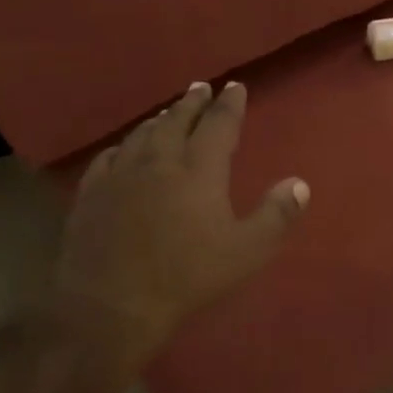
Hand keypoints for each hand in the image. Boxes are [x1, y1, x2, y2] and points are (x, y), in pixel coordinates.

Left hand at [39, 81, 306, 376]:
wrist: (109, 305)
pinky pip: (109, 157)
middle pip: (178, 120)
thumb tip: (300, 183)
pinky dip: (123, 146)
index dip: (229, 104)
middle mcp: (160, 161)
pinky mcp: (91, 194)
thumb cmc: (185, 277)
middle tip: (201, 88)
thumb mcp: (246, 252)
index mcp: (199, 169)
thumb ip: (276, 215)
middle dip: (193, 102)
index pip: (218, 124)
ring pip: (143, 134)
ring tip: (169, 112)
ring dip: (160, 119)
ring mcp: (121, 175)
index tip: (235, 87)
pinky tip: (124, 148)